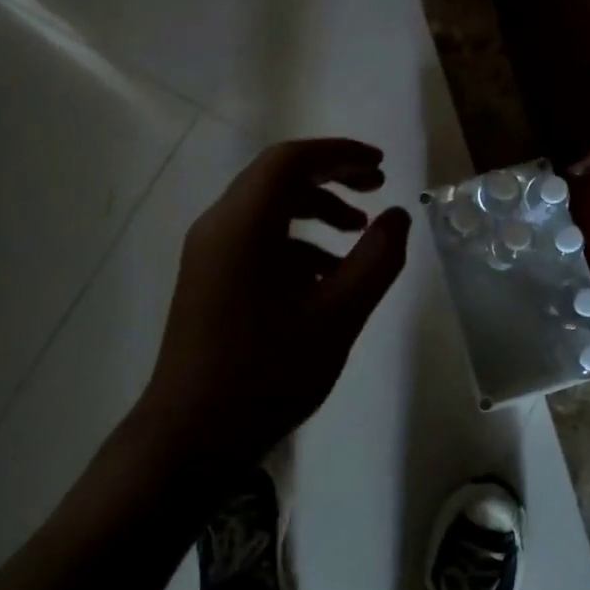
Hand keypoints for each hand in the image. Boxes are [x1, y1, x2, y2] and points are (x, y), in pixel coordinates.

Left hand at [140, 138, 411, 467]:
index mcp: (244, 224)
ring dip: (315, 208)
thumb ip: (376, 258)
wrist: (191, 436)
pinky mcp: (208, 278)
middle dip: (331, 175)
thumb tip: (398, 215)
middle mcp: (219, 225)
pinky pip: (255, 238)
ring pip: (267, 207)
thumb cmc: (268, 371)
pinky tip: (326, 275)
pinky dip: (295, 240)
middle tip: (376, 187)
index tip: (380, 165)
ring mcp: (208, 253)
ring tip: (357, 231)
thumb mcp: (338, 314)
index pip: (291, 160)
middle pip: (277, 177)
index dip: (339, 153)